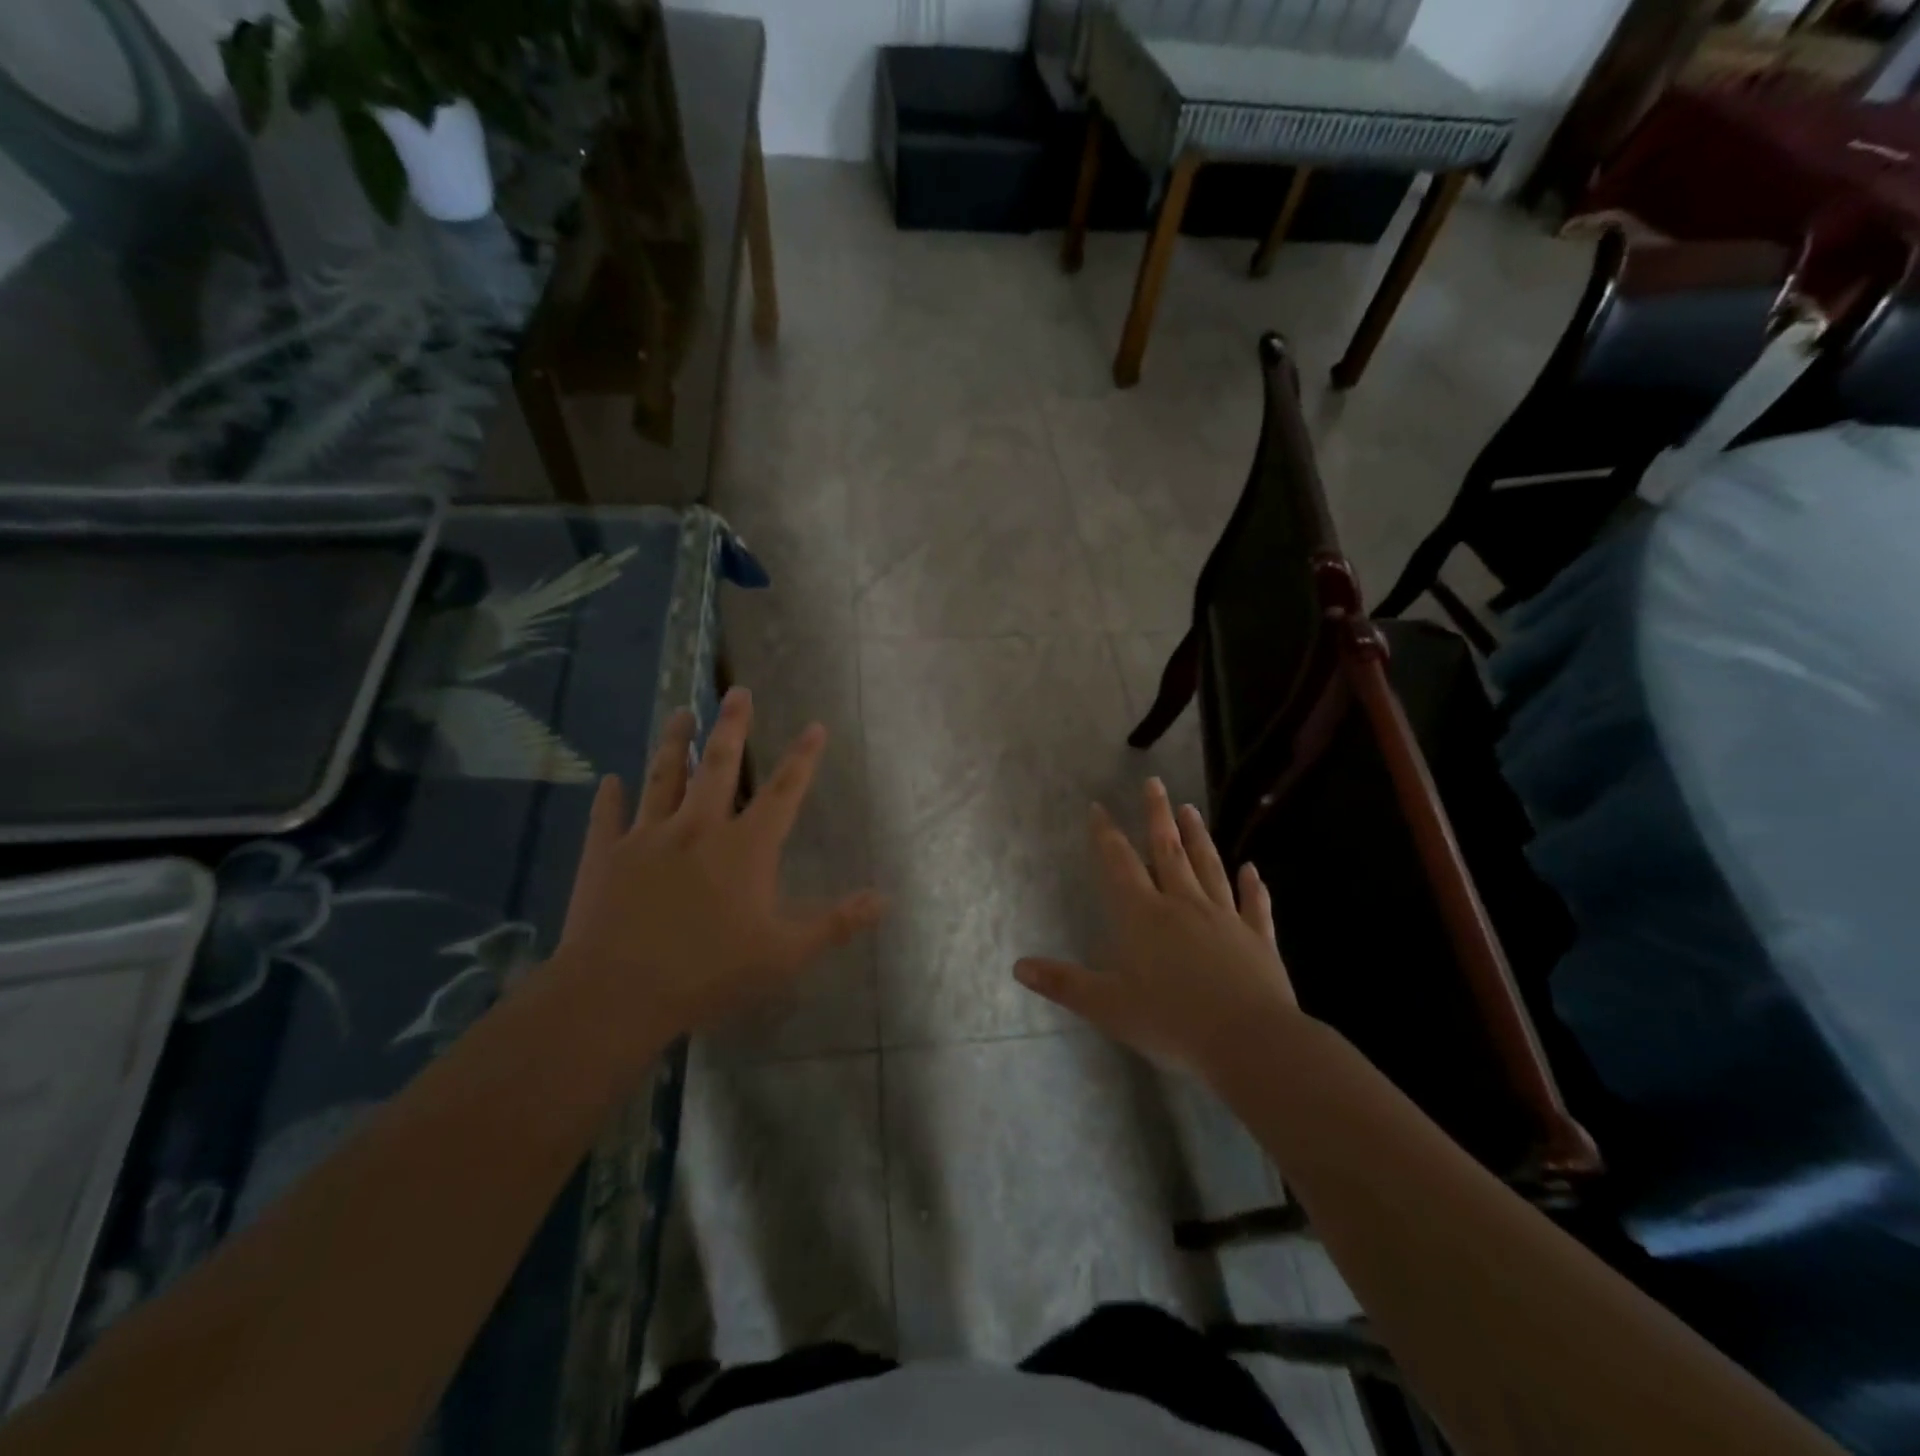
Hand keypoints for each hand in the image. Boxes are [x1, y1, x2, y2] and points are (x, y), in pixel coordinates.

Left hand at [552, 687, 883, 1044]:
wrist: (618, 992)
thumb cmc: (709, 972)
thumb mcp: (785, 953)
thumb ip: (836, 922)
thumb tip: (884, 899)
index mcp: (745, 847)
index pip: (784, 791)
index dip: (803, 758)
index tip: (814, 725)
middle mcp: (698, 828)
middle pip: (719, 765)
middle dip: (732, 726)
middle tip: (737, 691)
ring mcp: (648, 837)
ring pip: (663, 776)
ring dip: (674, 743)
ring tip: (680, 713)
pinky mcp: (606, 855)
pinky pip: (608, 816)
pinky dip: (611, 797)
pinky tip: (609, 780)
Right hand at [1015, 778, 1301, 1079]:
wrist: (1249, 1043)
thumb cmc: (1171, 1023)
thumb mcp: (1107, 1007)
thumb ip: (1064, 984)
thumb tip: (1018, 966)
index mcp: (1143, 917)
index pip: (1119, 865)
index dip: (1106, 835)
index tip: (1099, 807)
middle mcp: (1183, 905)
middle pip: (1168, 851)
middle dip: (1158, 816)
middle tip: (1154, 783)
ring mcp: (1225, 919)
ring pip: (1209, 868)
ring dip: (1198, 837)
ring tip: (1191, 809)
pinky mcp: (1257, 940)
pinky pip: (1254, 905)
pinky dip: (1253, 887)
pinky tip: (1253, 870)